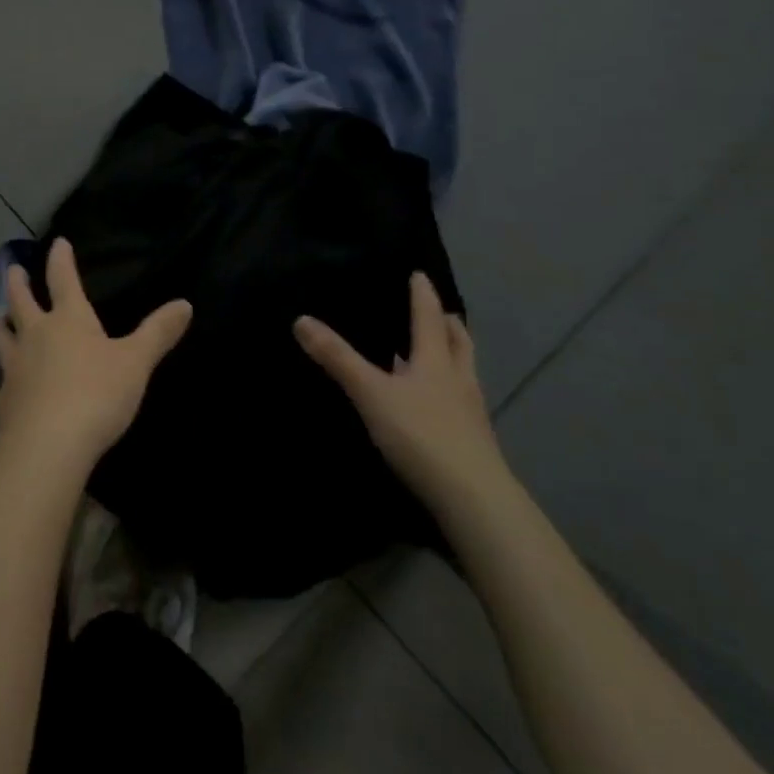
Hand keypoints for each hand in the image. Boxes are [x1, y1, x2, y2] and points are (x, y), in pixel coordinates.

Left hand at [0, 238, 192, 476]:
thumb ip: (158, 332)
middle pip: (21, 302)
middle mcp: (36, 336)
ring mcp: (14, 368)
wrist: (50, 443)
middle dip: (17, 284)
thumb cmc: (97, 394)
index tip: (57, 242)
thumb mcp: (136, 362)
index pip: (63, 280)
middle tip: (11, 269)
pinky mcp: (3, 402)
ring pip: (0, 339)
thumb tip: (185, 303)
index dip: (61, 259)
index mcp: (69, 320)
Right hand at [294, 273, 506, 509]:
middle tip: (439, 310)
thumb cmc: (421, 435)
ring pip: (463, 372)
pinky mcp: (473, 441)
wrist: (473, 499)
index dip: (423, 294)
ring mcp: (470, 412)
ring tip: (438, 351)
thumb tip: (301, 319)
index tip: (420, 274)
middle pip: (458, 342)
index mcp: (436, 360)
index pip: (429, 317)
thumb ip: (338, 358)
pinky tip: (435, 403)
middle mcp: (458, 379)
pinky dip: (449, 390)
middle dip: (447, 324)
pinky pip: (461, 402)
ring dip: (452, 355)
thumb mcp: (371, 393)